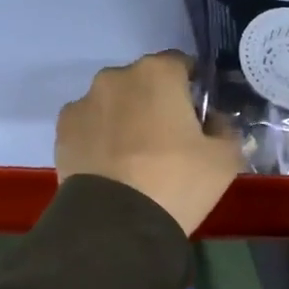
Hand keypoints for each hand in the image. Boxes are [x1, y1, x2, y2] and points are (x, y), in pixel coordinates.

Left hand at [56, 51, 244, 234]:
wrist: (116, 224)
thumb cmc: (176, 182)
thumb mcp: (224, 159)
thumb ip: (226, 129)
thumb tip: (214, 122)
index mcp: (158, 72)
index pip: (181, 65)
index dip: (192, 88)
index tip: (197, 116)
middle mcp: (116, 76)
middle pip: (143, 82)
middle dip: (155, 102)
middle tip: (167, 141)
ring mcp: (84, 101)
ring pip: (113, 102)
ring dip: (124, 118)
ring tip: (132, 158)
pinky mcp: (62, 128)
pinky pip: (89, 125)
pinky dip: (98, 137)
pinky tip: (108, 166)